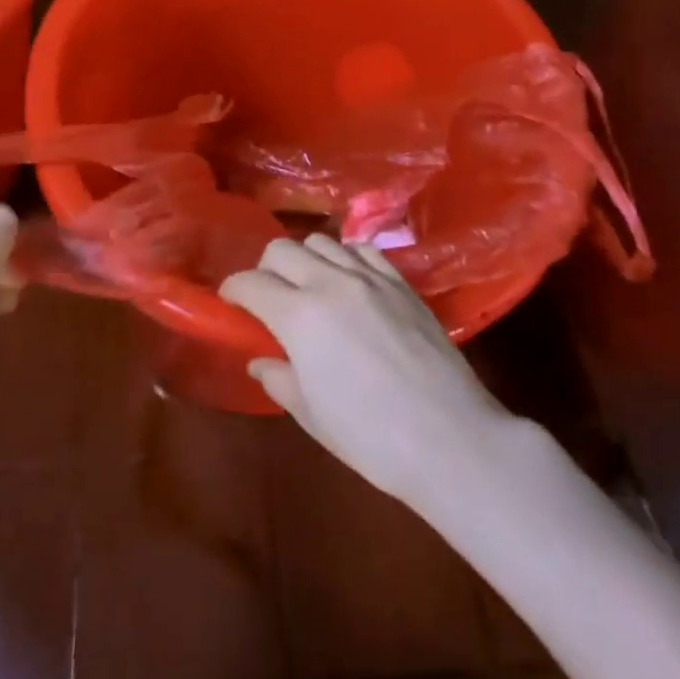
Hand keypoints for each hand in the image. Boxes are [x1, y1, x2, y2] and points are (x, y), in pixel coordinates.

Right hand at [219, 235, 509, 502]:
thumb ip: (279, 379)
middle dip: (265, 268)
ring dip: (305, 259)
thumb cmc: (370, 437)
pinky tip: (349, 282)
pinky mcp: (401, 282)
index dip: (233, 290)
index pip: (250, 283)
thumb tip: (260, 360)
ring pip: (322, 241)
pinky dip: (345, 258)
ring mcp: (370, 277)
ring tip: (309, 286)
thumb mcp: (312, 415)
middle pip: (282, 249)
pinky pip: (362, 250)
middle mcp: (330, 282)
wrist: (449, 437)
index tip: (230, 303)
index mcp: (299, 316)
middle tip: (268, 298)